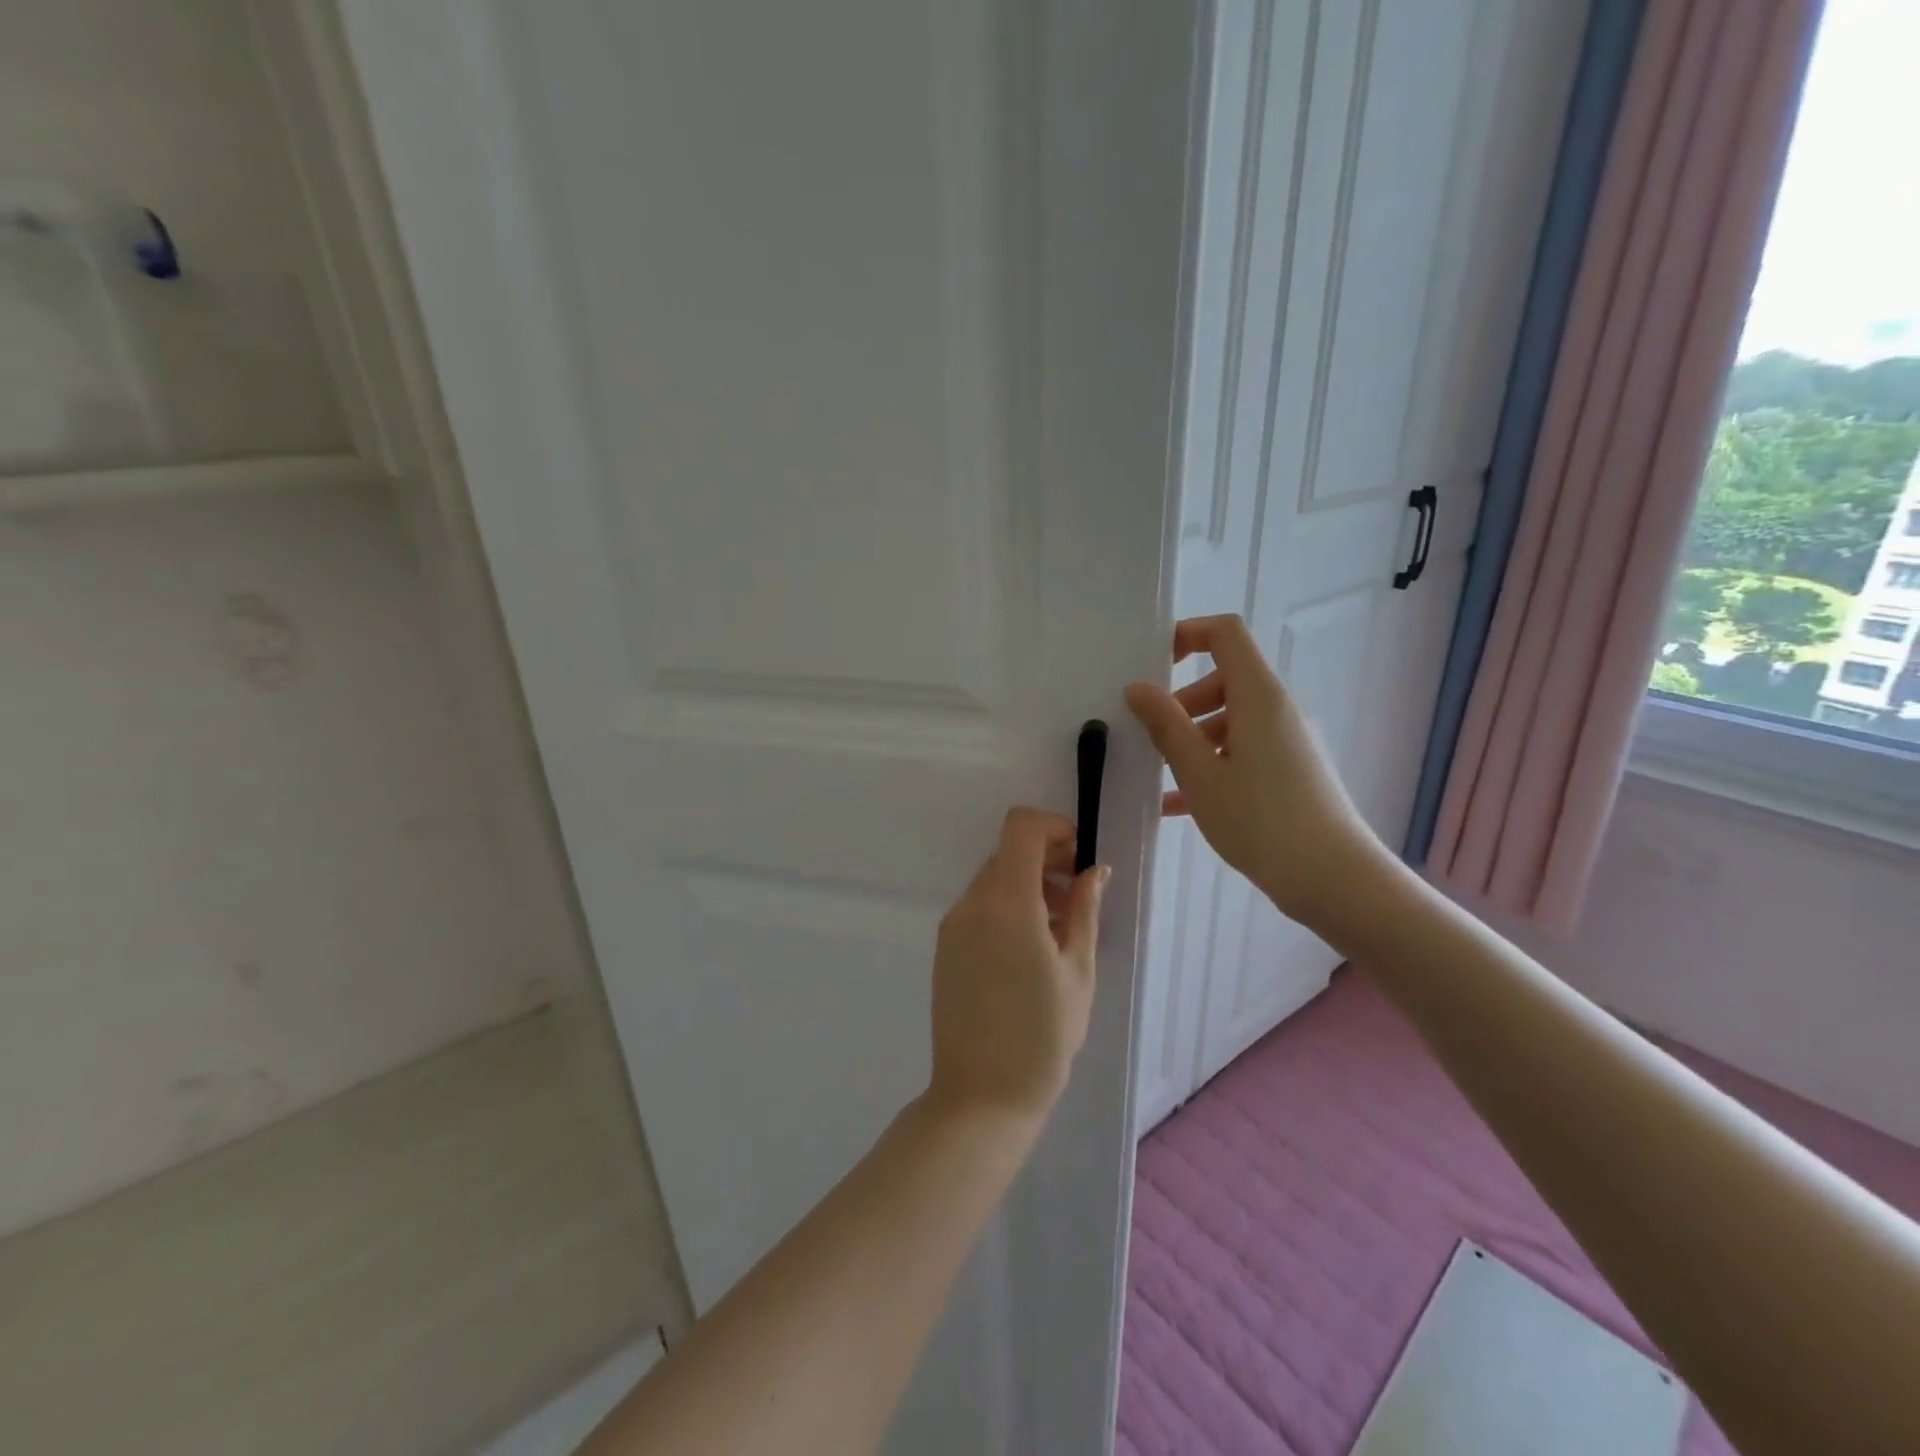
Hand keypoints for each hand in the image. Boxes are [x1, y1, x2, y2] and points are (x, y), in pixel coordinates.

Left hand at [927, 808, 1105, 1121]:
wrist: (982, 1096)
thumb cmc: (1043, 1036)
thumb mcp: (1078, 971)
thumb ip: (1085, 910)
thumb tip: (1093, 870)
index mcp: (1007, 903)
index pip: (1020, 827)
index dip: (1053, 827)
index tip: (1078, 856)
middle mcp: (972, 903)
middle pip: (1008, 853)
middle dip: (1046, 860)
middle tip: (1079, 897)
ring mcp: (953, 925)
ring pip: (994, 879)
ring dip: (1028, 885)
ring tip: (1060, 928)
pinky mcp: (945, 946)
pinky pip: (979, 906)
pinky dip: (1007, 906)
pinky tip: (1031, 948)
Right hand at [1124, 614, 1389, 927]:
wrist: (1332, 878)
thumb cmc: (1260, 819)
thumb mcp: (1200, 773)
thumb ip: (1166, 726)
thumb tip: (1137, 688)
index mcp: (1258, 696)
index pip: (1225, 634)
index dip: (1187, 635)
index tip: (1153, 665)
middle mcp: (1277, 709)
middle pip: (1224, 680)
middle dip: (1181, 702)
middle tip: (1149, 738)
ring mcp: (1288, 741)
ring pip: (1231, 720)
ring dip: (1192, 739)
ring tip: (1159, 777)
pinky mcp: (1292, 771)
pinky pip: (1244, 751)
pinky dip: (1212, 764)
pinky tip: (1178, 803)